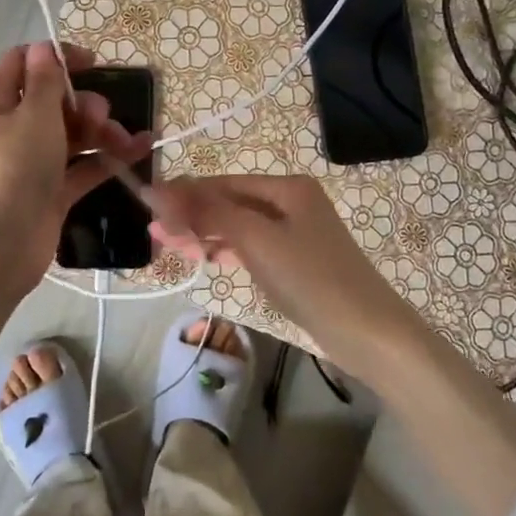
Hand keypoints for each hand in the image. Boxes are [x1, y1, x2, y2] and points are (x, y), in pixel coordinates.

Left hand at [0, 42, 149, 297]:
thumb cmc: (13, 167)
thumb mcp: (33, 114)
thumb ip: (45, 80)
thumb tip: (44, 48)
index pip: (22, 63)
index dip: (56, 58)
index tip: (92, 63)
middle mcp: (11, 129)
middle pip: (53, 101)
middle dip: (85, 102)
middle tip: (102, 114)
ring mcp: (32, 162)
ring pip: (72, 134)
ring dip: (102, 131)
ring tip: (127, 140)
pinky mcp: (51, 192)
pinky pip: (83, 166)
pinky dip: (107, 158)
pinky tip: (139, 151)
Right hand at [152, 174, 515, 515]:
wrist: (369, 333)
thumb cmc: (311, 278)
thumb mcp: (256, 239)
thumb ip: (208, 212)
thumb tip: (160, 189)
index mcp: (287, 187)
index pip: (222, 182)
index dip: (184, 193)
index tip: (146, 207)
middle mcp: (292, 201)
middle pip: (230, 202)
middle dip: (192, 215)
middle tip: (155, 235)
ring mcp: (296, 232)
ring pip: (239, 225)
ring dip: (206, 233)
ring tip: (171, 247)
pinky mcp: (297, 261)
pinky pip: (253, 246)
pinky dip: (228, 250)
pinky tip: (208, 258)